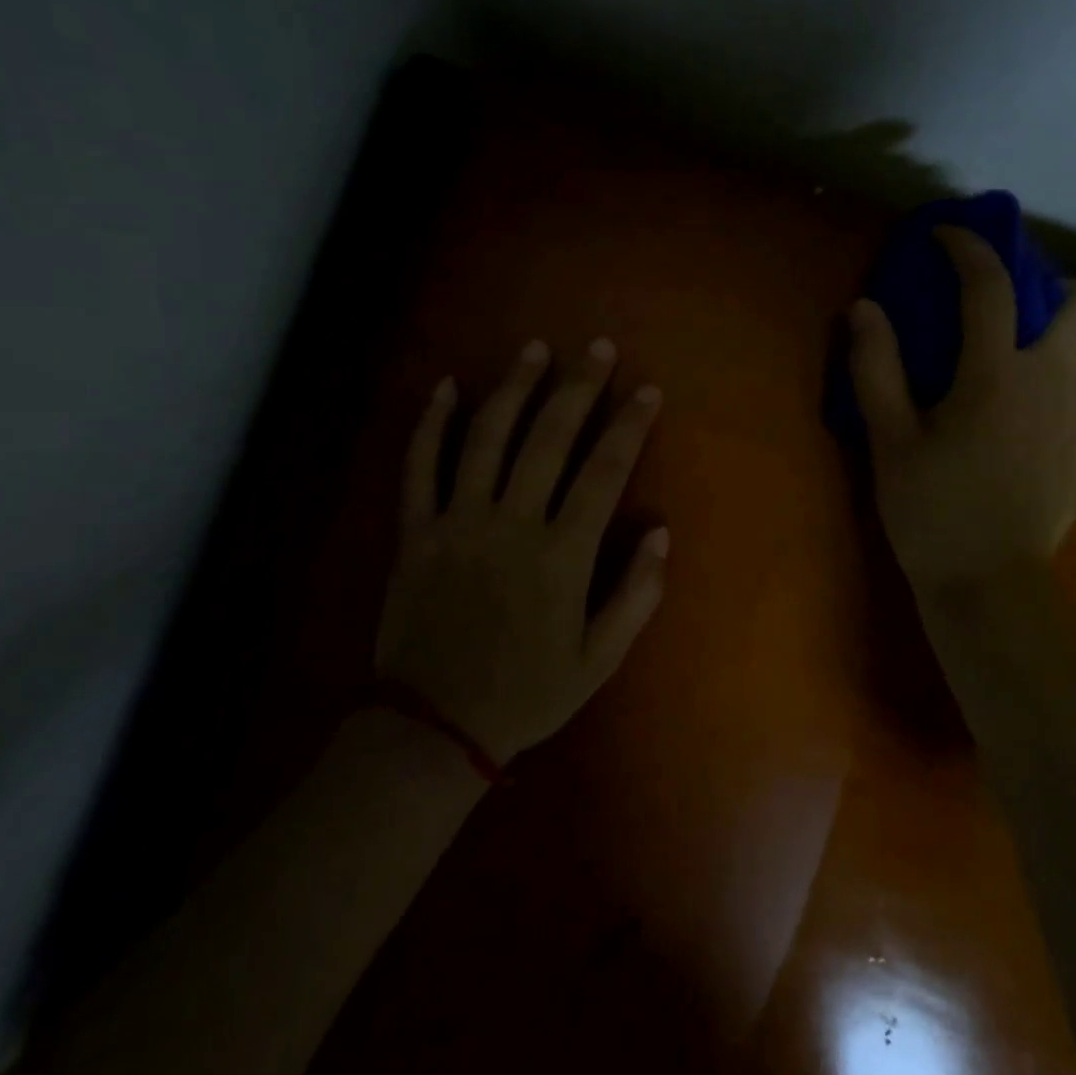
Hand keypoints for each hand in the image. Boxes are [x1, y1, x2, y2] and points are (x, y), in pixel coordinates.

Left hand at [375, 338, 667, 765]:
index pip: (604, 473)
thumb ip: (636, 594)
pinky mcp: (414, 532)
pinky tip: (446, 386)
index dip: (629, 426)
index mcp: (561, 556)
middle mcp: (511, 525)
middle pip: (549, 439)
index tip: (647, 390)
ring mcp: (457, 522)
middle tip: (597, 347)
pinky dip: (430, 423)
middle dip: (578, 387)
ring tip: (534, 349)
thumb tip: (660, 531)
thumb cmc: (526, 694)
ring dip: (513, 388)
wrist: (433, 727)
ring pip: (486, 438)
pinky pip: (418, 467)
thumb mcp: (599, 660)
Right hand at [847, 226, 1075, 598]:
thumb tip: (863, 308)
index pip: (991, 287)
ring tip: (1043, 345)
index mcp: (996, 375)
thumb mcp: (889, 441)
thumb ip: (876, 369)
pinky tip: (1063, 392)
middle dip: (1054, 286)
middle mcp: (1055, 381)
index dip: (969, 248)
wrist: (989, 584)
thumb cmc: (931, 510)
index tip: (947, 236)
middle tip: (1013, 310)